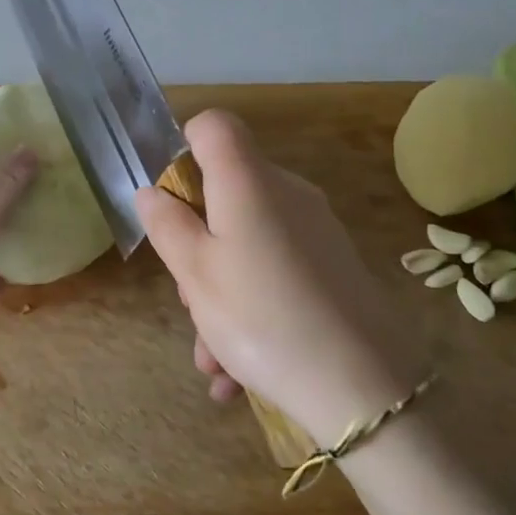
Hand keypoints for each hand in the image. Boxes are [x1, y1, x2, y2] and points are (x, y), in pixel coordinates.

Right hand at [136, 111, 427, 441]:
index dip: (183, 148)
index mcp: (249, 182)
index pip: (214, 126)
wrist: (363, 388)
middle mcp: (287, 194)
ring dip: (219, 295)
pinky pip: (275, 273)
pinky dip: (251, 311)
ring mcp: (314, 231)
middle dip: (195, 245)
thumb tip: (151, 192)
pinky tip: (237, 373)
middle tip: (188, 301)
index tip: (170, 201)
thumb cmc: (261, 318)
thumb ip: (167, 225)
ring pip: (247, 245)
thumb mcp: (195, 274)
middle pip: (226, 195)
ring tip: (211, 359)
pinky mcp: (332, 267)